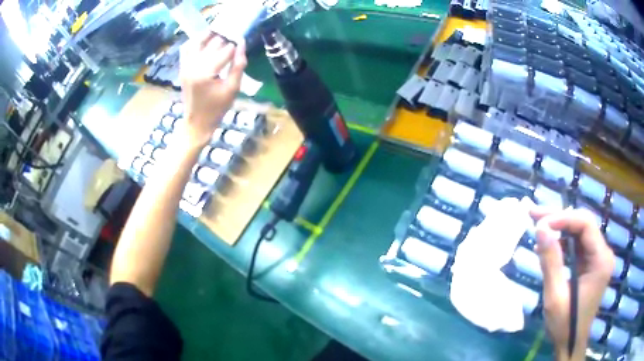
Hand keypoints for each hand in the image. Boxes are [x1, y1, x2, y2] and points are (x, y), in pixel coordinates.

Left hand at [179, 32, 246, 148]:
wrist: (197, 123)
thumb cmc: (217, 109)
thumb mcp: (233, 89)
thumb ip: (239, 65)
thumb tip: (242, 43)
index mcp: (206, 73)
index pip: (226, 50)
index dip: (236, 46)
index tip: (243, 43)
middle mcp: (193, 66)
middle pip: (213, 43)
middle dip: (225, 39)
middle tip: (234, 40)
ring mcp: (185, 66)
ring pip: (198, 41)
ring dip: (211, 36)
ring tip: (221, 35)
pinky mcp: (182, 68)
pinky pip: (186, 48)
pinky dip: (195, 41)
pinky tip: (205, 41)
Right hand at [530, 206, 614, 360]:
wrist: (571, 343)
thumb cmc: (565, 324)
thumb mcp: (555, 296)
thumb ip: (550, 262)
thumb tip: (540, 228)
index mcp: (601, 260)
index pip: (586, 224)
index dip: (564, 218)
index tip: (540, 222)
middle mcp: (604, 253)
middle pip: (583, 224)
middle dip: (559, 218)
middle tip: (534, 213)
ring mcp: (599, 257)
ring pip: (580, 232)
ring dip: (559, 228)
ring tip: (537, 226)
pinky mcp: (592, 263)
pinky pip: (578, 244)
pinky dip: (562, 242)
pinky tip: (548, 247)